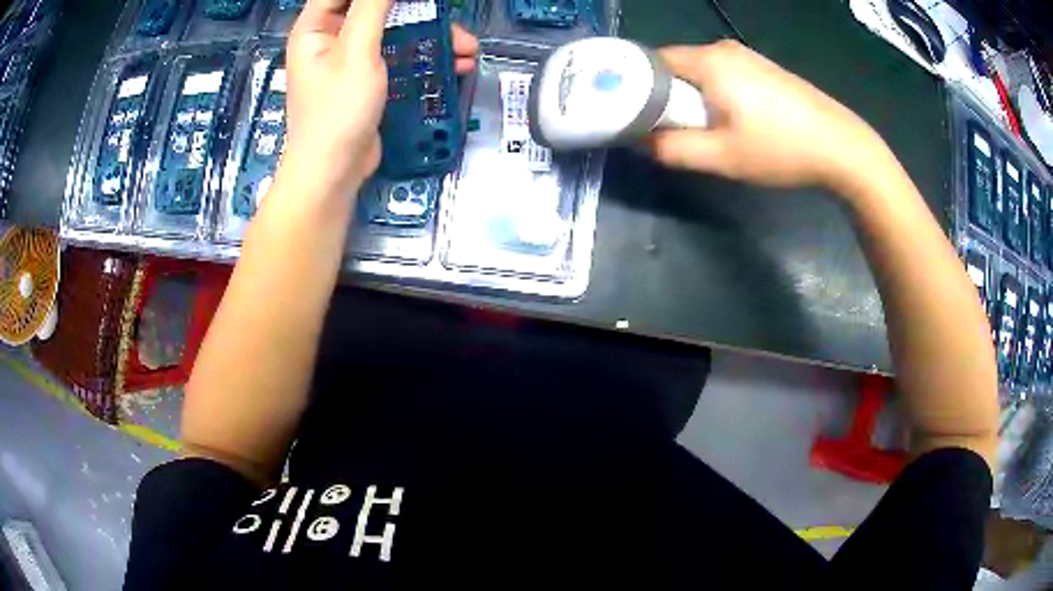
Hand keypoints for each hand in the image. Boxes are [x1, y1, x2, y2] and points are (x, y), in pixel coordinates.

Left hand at [283, 0, 478, 198]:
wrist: (333, 173)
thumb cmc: (337, 111)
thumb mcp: (357, 50)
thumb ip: (373, 6)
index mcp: (316, 27)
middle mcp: (331, 37)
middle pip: (376, 7)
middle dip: (418, 10)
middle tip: (445, 13)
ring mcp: (350, 59)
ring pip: (394, 31)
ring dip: (431, 35)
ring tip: (466, 47)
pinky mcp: (368, 78)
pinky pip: (398, 55)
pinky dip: (425, 57)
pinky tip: (455, 65)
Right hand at [647, 41, 885, 192]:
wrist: (841, 148)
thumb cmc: (781, 149)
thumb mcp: (722, 157)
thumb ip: (672, 149)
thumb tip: (641, 141)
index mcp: (710, 61)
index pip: (652, 61)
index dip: (637, 86)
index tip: (633, 114)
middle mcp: (725, 49)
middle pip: (677, 66)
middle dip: (667, 96)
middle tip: (671, 130)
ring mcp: (748, 57)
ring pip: (701, 73)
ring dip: (693, 98)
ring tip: (704, 131)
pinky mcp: (765, 70)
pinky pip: (724, 76)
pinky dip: (716, 96)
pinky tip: (732, 122)